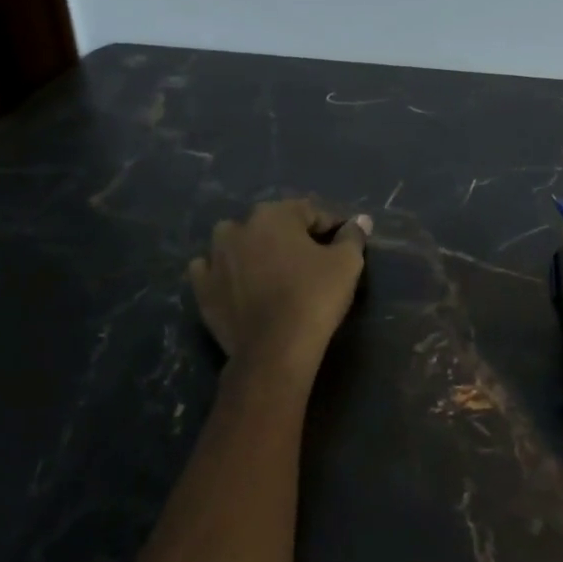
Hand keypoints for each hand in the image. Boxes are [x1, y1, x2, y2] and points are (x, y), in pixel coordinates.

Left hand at [189, 200, 370, 387]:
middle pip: (272, 225)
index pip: (310, 212)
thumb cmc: (314, 297)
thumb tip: (360, 220)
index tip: (343, 245)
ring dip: (253, 250)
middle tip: (311, 261)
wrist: (274, 349)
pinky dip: (224, 273)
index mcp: (274, 214)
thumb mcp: (346, 264)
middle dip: (291, 237)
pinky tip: (239, 285)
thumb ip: (352, 236)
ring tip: (273, 272)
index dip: (330, 227)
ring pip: (237, 242)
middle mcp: (239, 227)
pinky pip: (212, 270)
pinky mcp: (202, 287)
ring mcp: (215, 257)